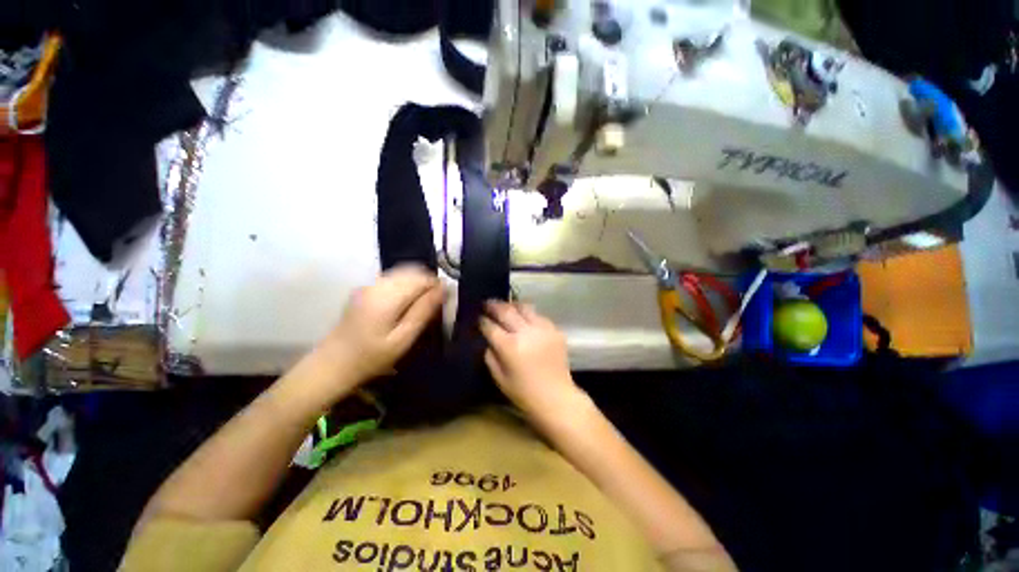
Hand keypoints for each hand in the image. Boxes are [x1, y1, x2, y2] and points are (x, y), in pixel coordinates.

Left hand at [319, 264, 442, 382]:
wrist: (332, 364)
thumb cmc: (371, 357)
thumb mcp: (403, 339)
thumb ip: (423, 311)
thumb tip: (443, 289)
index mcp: (387, 297)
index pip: (421, 278)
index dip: (437, 286)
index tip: (443, 302)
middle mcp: (377, 284)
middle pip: (412, 271)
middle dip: (428, 284)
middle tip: (434, 305)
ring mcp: (369, 285)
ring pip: (403, 273)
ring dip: (417, 284)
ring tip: (422, 305)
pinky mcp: (365, 289)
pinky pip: (393, 278)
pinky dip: (406, 285)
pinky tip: (406, 303)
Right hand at [480, 301, 580, 418]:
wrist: (556, 398)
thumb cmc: (524, 393)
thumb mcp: (499, 378)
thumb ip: (490, 355)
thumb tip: (489, 339)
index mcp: (509, 346)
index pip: (490, 326)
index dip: (482, 320)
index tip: (478, 318)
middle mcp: (526, 332)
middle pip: (506, 311)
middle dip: (494, 306)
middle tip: (487, 303)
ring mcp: (542, 329)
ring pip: (524, 307)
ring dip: (512, 305)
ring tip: (506, 306)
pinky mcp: (554, 330)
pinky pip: (538, 315)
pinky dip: (528, 314)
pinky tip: (525, 319)